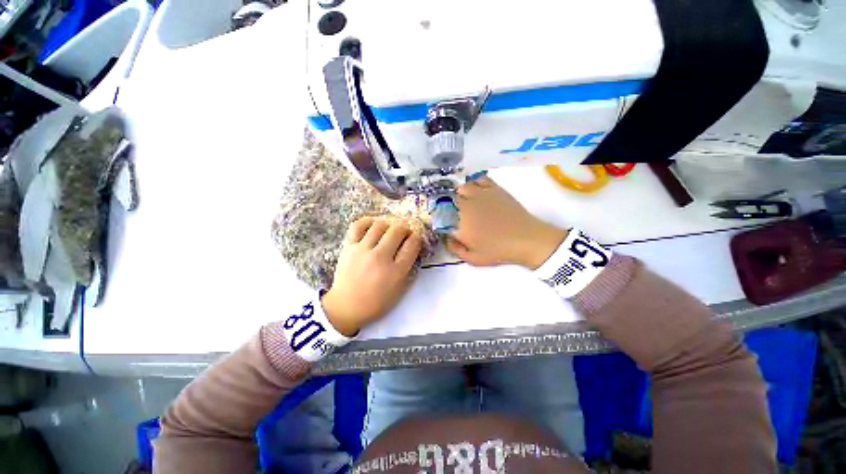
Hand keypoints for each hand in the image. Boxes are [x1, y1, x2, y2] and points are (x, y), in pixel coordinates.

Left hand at [322, 217, 422, 335]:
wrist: (346, 306)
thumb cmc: (377, 301)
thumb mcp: (400, 289)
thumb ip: (409, 268)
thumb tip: (413, 246)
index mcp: (395, 272)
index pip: (412, 245)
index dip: (417, 237)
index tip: (416, 236)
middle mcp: (380, 258)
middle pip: (398, 230)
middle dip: (405, 228)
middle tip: (405, 231)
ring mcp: (363, 251)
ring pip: (380, 225)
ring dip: (389, 223)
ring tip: (390, 228)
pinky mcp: (349, 247)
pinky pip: (358, 225)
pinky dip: (368, 221)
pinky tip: (374, 223)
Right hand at [447, 176, 566, 268]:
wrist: (526, 239)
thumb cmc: (498, 251)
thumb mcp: (473, 258)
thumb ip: (454, 248)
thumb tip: (446, 237)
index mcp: (459, 223)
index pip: (439, 214)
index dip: (435, 216)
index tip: (437, 220)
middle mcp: (466, 205)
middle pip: (447, 198)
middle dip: (444, 205)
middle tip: (448, 212)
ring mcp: (480, 194)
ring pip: (460, 187)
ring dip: (457, 194)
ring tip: (461, 201)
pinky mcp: (493, 188)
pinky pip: (477, 179)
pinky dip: (472, 183)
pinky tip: (474, 190)